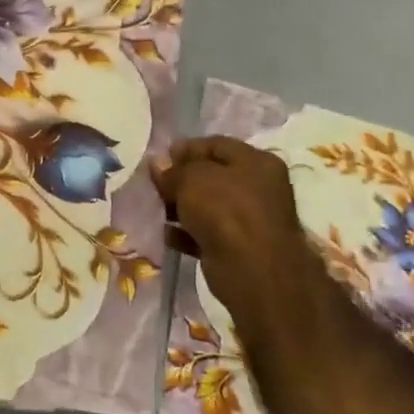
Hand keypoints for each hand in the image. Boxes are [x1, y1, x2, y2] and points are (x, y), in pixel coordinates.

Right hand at [154, 137, 307, 321]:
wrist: (252, 269)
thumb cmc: (226, 210)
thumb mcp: (192, 179)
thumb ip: (173, 170)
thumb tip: (158, 165)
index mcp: (256, 162)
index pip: (216, 144)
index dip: (186, 149)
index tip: (159, 158)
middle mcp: (259, 187)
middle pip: (211, 175)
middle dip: (180, 179)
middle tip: (154, 185)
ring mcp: (250, 218)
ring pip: (207, 205)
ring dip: (180, 206)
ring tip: (156, 209)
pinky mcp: (239, 246)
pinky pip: (206, 232)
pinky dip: (186, 232)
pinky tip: (167, 233)